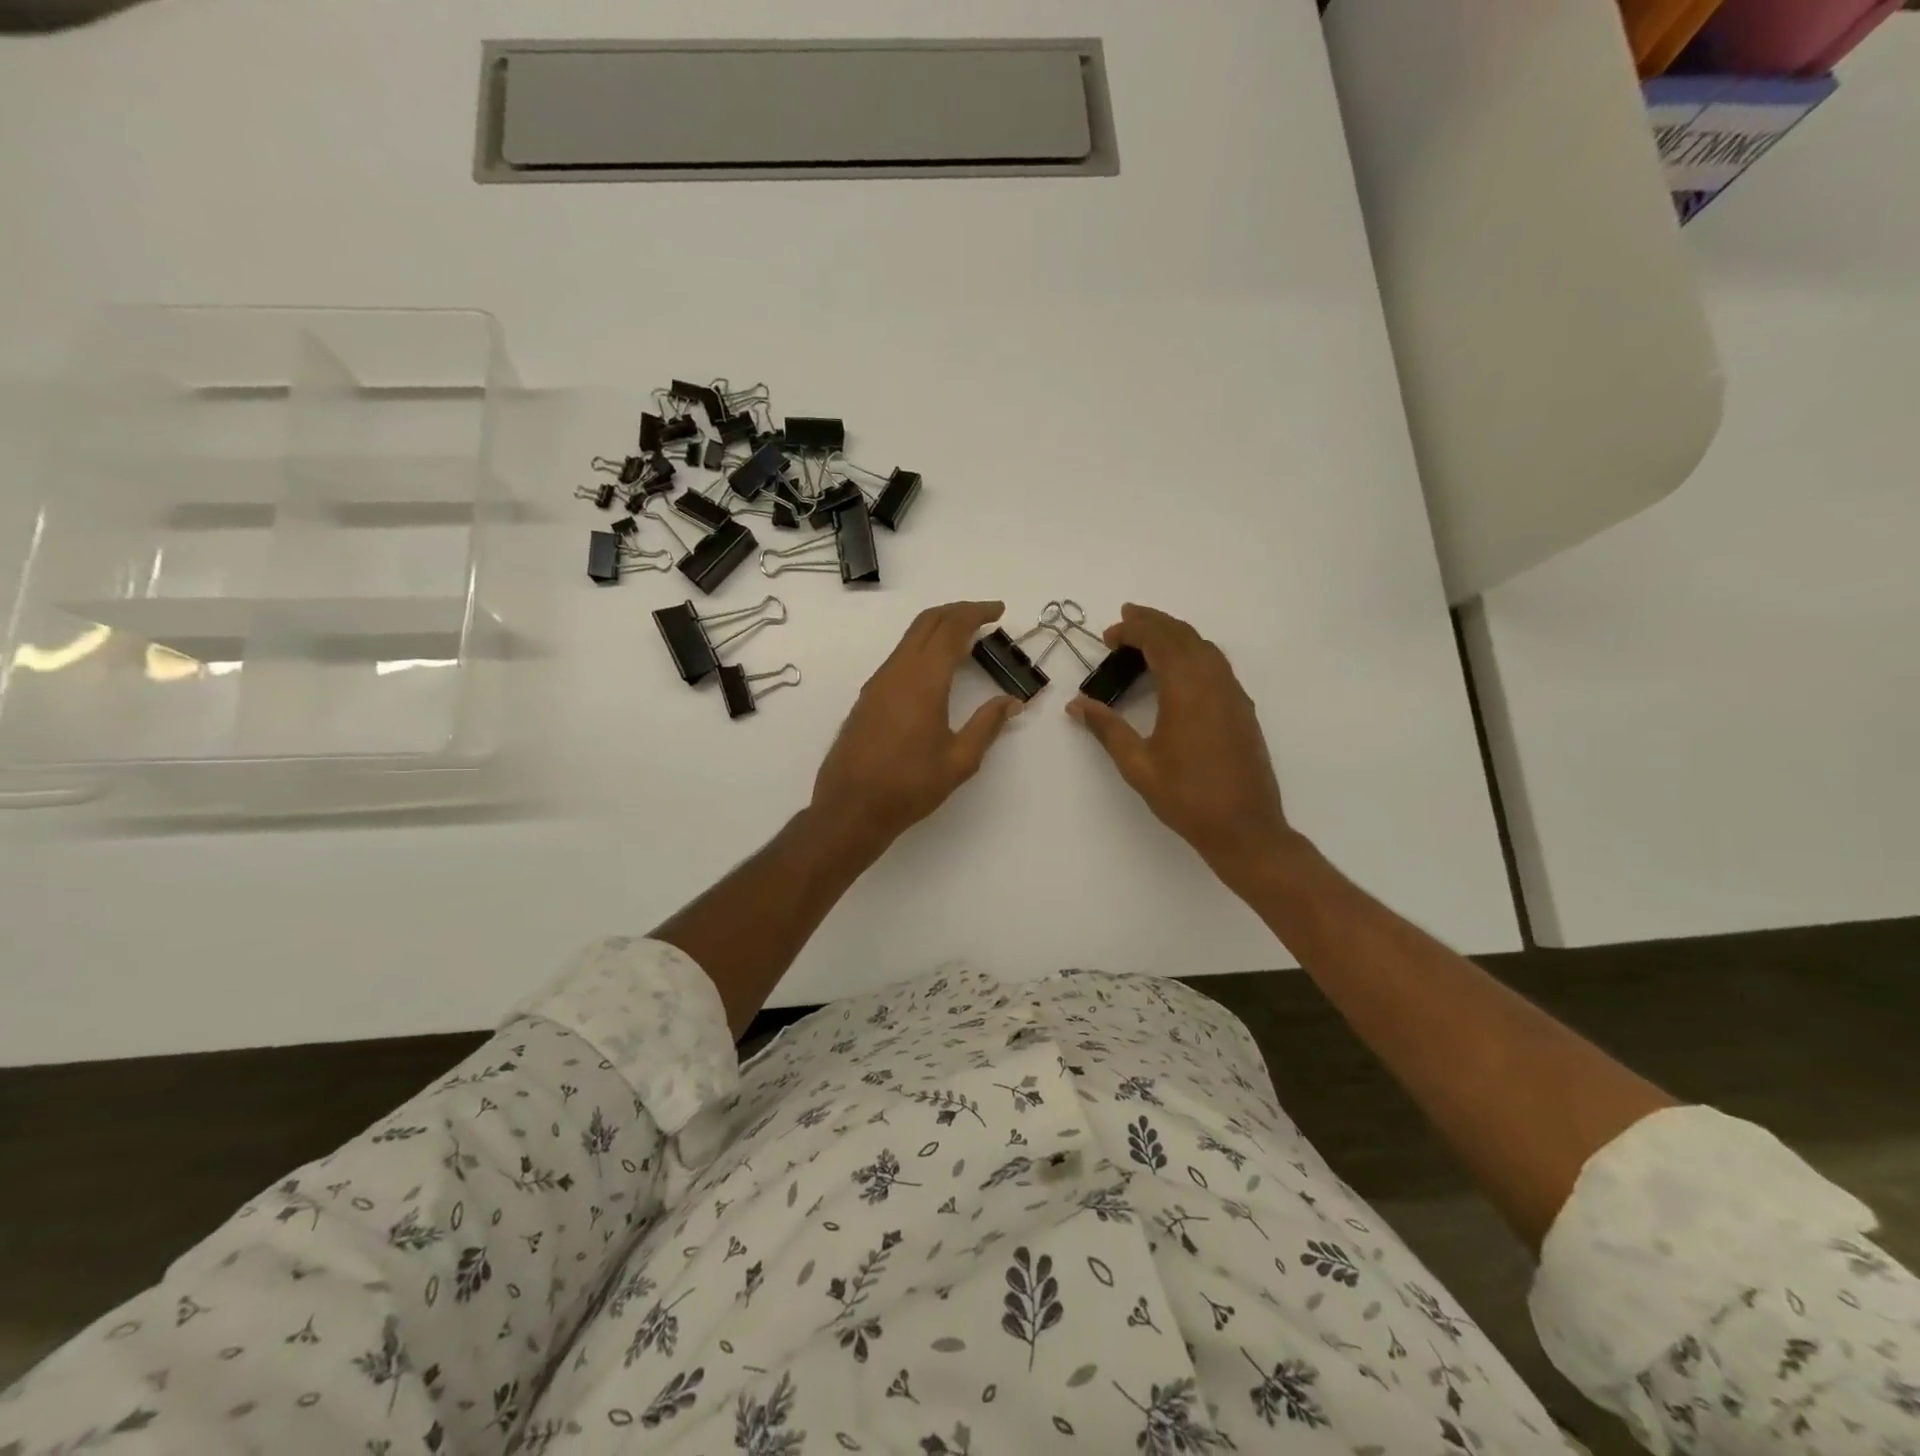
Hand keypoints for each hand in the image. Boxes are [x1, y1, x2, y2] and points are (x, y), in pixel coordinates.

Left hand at [811, 601, 1023, 849]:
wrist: (851, 807)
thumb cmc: (909, 786)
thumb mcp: (959, 760)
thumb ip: (987, 725)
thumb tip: (1011, 702)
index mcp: (923, 681)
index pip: (951, 629)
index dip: (976, 613)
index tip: (998, 611)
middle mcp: (897, 672)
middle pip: (927, 623)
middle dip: (957, 612)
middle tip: (985, 616)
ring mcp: (878, 683)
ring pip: (910, 638)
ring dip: (938, 629)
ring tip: (966, 640)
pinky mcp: (868, 697)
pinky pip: (899, 657)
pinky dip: (923, 648)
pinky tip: (937, 668)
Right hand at [1068, 604, 1295, 887]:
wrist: (1245, 827)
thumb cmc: (1186, 797)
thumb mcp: (1138, 765)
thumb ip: (1107, 729)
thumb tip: (1077, 704)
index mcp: (1186, 690)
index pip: (1160, 641)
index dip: (1134, 630)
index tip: (1109, 635)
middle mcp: (1214, 682)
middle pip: (1183, 635)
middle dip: (1153, 622)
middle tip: (1125, 620)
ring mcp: (1233, 694)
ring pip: (1204, 646)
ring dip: (1175, 634)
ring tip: (1148, 637)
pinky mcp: (1243, 708)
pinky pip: (1217, 663)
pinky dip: (1193, 651)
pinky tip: (1179, 668)